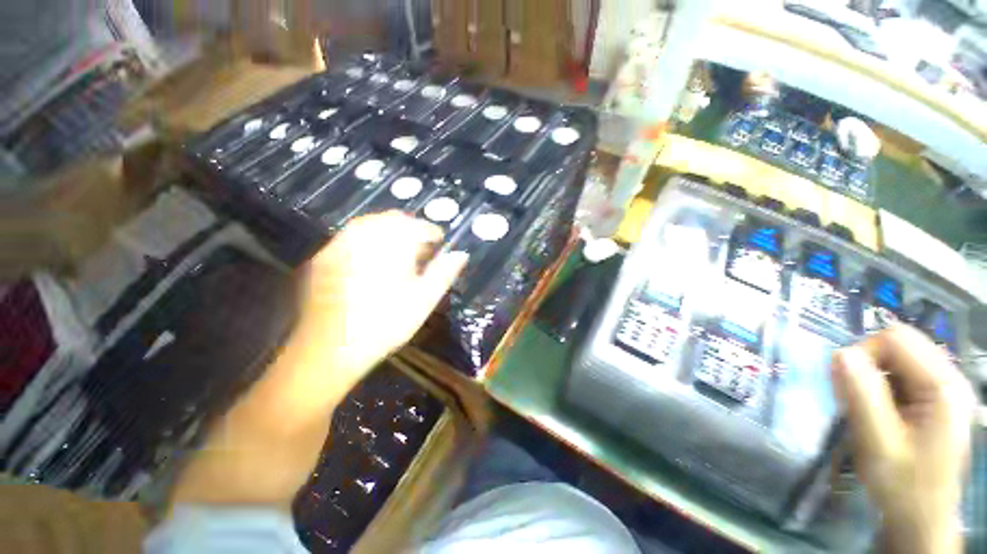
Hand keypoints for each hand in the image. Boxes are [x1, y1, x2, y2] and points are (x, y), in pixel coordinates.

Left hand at [298, 211, 467, 382]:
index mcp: (391, 246)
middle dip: (410, 230)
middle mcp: (364, 237)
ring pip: (370, 225)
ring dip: (389, 233)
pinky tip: (372, 261)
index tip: (439, 243)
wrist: (329, 349)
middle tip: (420, 249)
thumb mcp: (423, 300)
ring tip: (399, 253)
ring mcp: (340, 245)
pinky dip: (368, 241)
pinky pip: (351, 237)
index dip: (432, 232)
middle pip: (392, 219)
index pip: (418, 226)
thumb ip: (443, 273)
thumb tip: (461, 254)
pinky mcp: (324, 257)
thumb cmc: (385, 324)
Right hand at [832, 325, 976, 553]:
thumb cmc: (901, 485)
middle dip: (868, 364)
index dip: (862, 353)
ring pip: (900, 358)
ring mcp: (946, 390)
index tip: (845, 384)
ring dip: (874, 376)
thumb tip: (839, 354)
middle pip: (900, 344)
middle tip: (853, 397)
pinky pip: (904, 375)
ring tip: (865, 408)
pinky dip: (883, 386)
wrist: (920, 519)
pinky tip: (879, 411)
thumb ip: (861, 395)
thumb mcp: (877, 443)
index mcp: (943, 387)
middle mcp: (950, 380)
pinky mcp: (937, 400)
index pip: (895, 339)